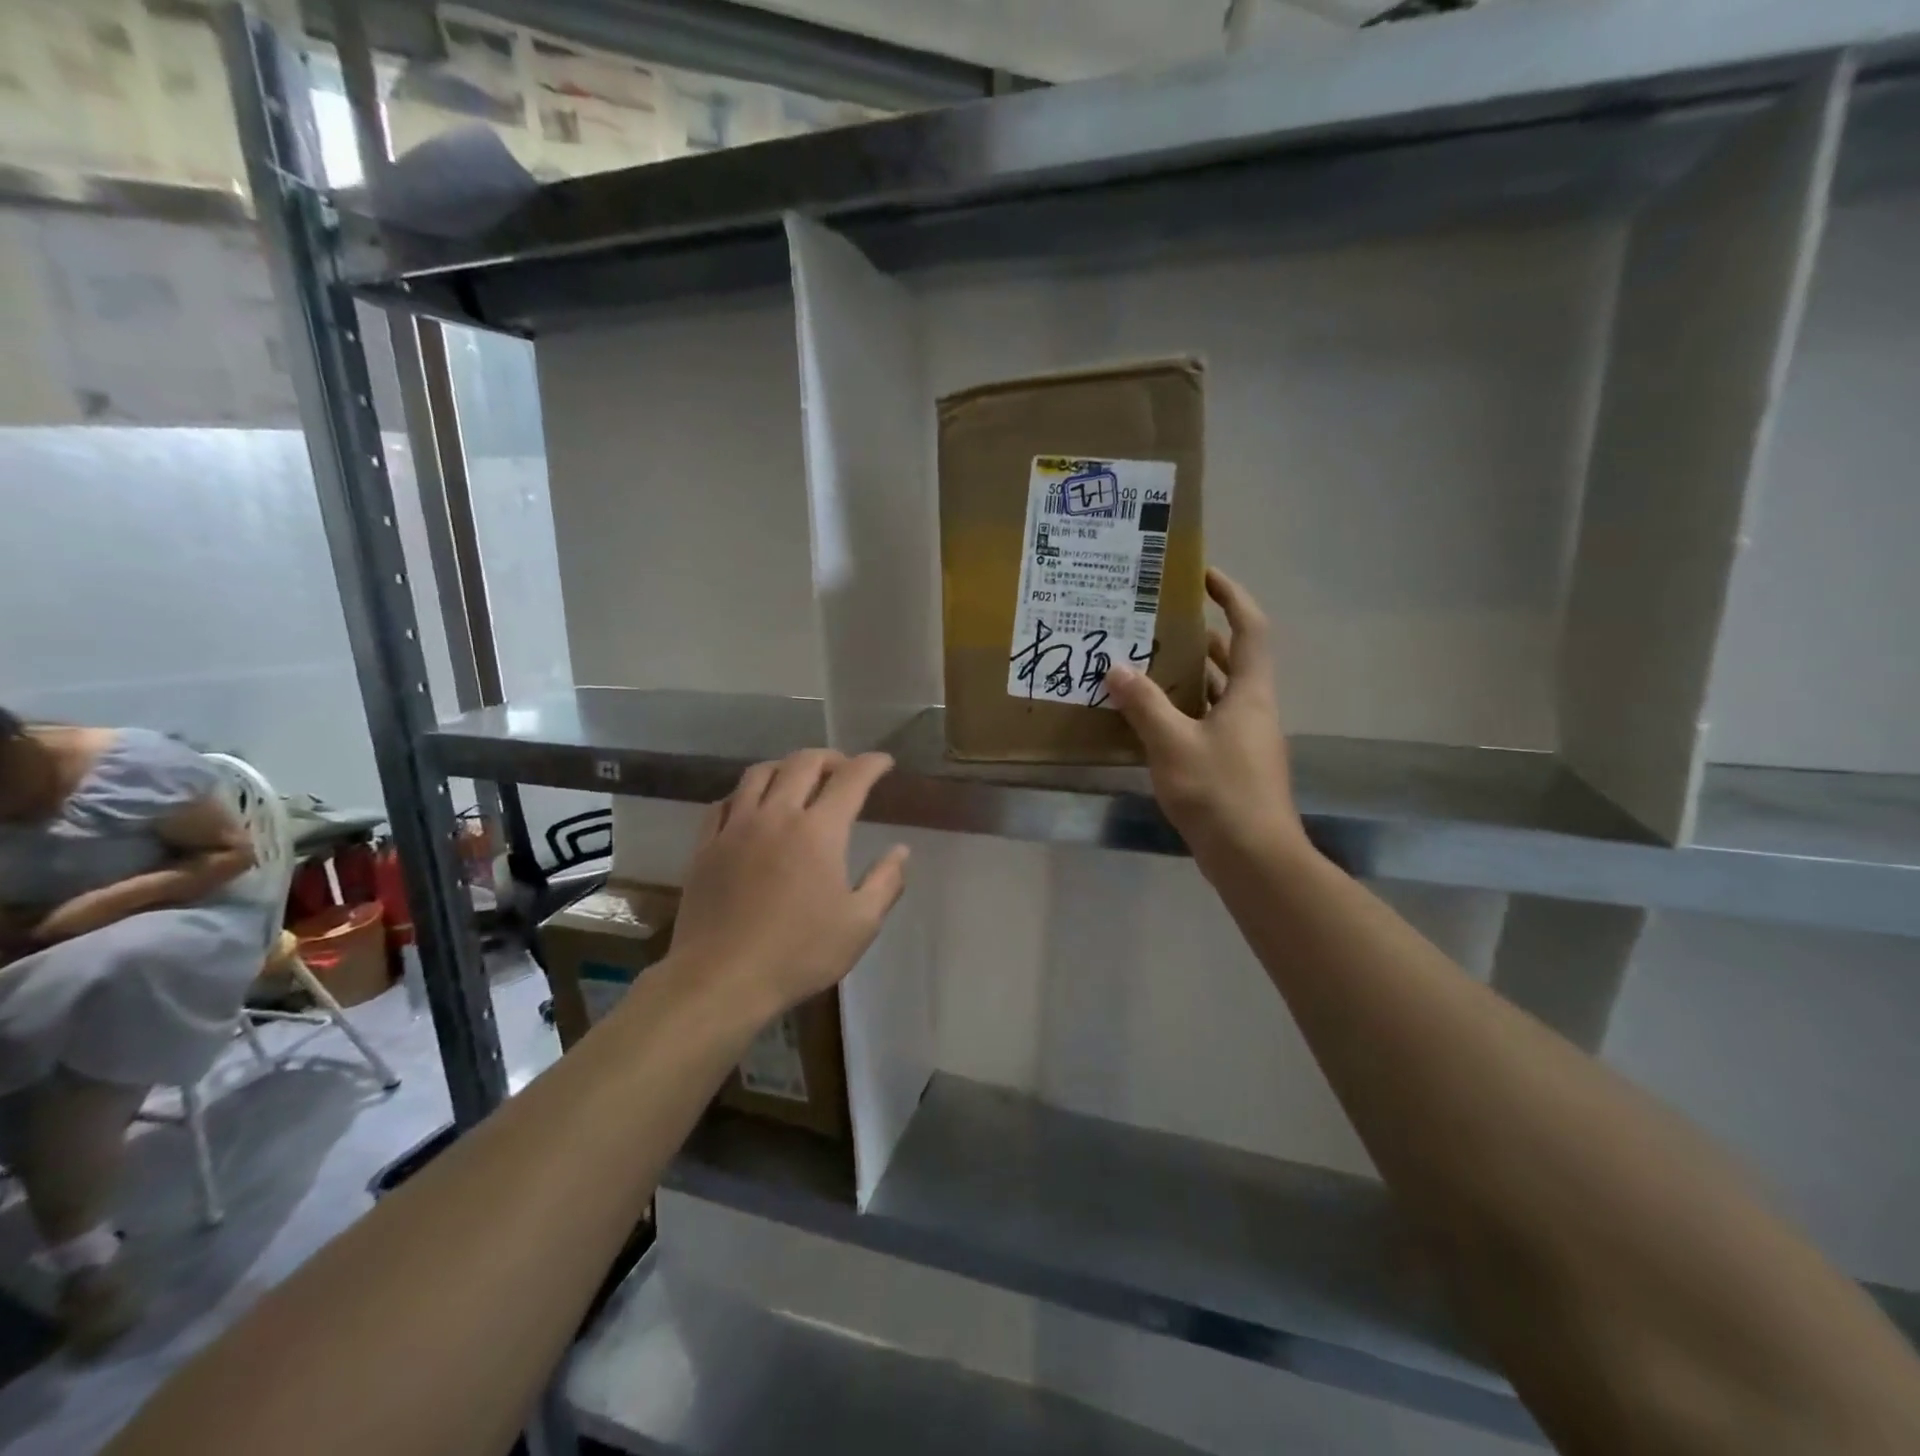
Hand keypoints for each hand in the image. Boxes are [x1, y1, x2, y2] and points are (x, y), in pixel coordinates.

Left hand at [669, 750, 909, 1017]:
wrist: (721, 979)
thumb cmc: (799, 954)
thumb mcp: (859, 925)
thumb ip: (885, 882)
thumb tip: (901, 850)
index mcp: (819, 831)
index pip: (851, 778)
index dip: (872, 764)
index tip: (884, 762)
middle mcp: (777, 815)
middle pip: (803, 763)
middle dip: (830, 757)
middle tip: (844, 768)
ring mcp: (736, 827)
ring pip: (759, 774)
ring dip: (785, 766)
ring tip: (797, 778)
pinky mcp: (706, 846)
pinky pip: (723, 803)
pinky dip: (744, 794)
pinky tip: (750, 807)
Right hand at [1105, 568, 1310, 872]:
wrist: (1253, 858)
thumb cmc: (1219, 791)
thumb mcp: (1173, 744)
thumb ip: (1144, 704)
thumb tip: (1117, 668)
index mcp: (1250, 693)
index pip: (1250, 628)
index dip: (1231, 596)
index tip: (1203, 575)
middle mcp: (1253, 709)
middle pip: (1232, 659)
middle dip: (1200, 636)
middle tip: (1157, 623)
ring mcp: (1245, 740)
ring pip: (1217, 694)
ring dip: (1187, 676)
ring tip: (1144, 664)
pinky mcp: (1233, 766)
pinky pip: (1207, 723)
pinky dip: (1182, 712)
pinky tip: (1148, 719)